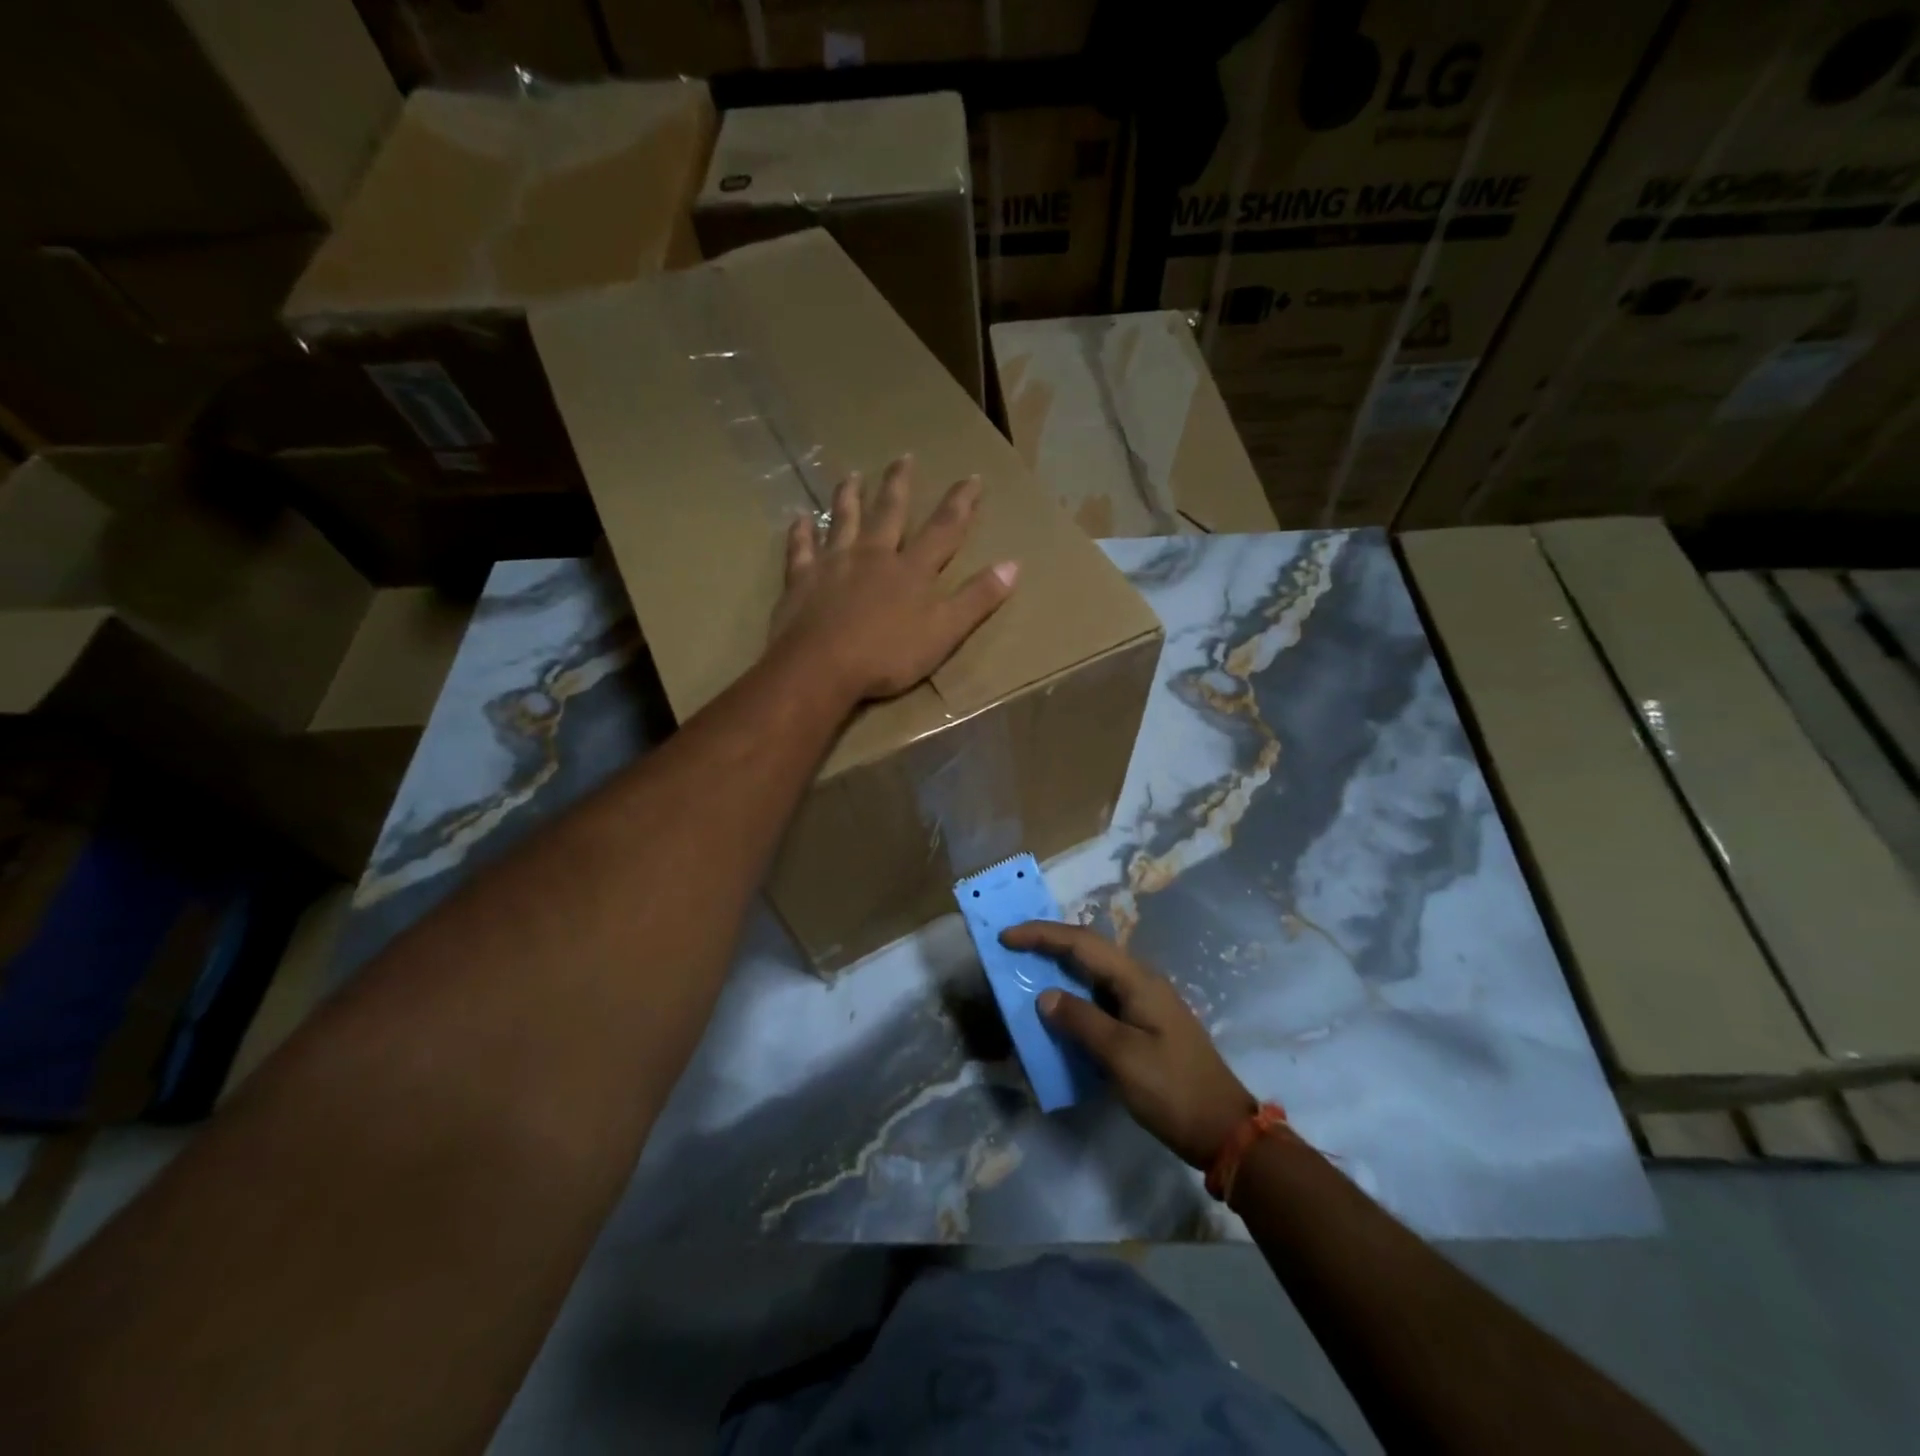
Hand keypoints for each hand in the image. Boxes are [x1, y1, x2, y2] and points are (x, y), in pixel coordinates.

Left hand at [770, 457, 1018, 703]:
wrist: (822, 667)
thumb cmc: (888, 655)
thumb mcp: (945, 632)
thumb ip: (977, 598)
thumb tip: (1013, 564)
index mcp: (912, 570)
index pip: (943, 529)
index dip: (960, 503)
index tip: (972, 477)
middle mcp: (874, 555)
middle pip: (889, 513)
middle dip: (900, 484)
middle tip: (904, 456)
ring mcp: (834, 564)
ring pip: (843, 520)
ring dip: (849, 496)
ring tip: (851, 474)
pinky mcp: (802, 580)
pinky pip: (800, 550)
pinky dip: (800, 533)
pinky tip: (799, 519)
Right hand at [1001, 921, 1254, 1167]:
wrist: (1222, 1130)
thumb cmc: (1172, 1090)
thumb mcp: (1122, 1056)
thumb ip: (1081, 1021)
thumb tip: (1045, 996)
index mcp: (1137, 980)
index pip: (1082, 943)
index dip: (1042, 934)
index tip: (1006, 936)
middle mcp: (1140, 982)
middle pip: (1088, 950)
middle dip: (1049, 942)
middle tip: (1012, 946)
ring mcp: (1144, 1003)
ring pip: (1094, 973)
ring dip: (1061, 967)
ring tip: (1028, 969)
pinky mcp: (1143, 1025)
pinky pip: (1101, 997)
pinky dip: (1075, 995)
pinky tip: (1060, 1008)